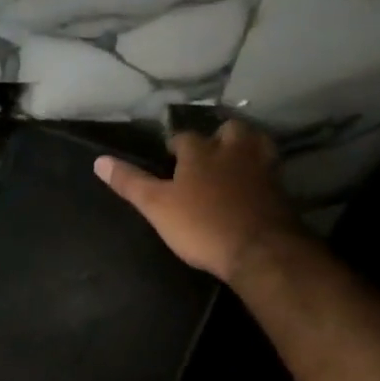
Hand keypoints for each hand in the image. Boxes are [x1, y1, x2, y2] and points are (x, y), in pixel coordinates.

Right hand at [93, 119, 301, 282]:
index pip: (183, 137)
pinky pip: (270, 170)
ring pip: (255, 144)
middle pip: (228, 130)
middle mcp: (233, 150)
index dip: (174, 147)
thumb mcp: (157, 207)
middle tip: (208, 155)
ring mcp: (262, 167)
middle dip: (218, 138)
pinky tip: (255, 185)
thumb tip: (98, 161)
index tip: (168, 159)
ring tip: (234, 163)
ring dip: (244, 148)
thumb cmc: (201, 225)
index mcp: (200, 151)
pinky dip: (261, 172)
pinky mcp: (281, 188)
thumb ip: (130, 183)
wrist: (259, 249)